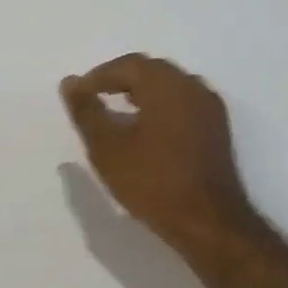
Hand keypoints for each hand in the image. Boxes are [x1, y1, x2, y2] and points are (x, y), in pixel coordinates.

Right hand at [60, 55, 257, 251]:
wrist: (208, 222)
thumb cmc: (153, 182)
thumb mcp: (107, 147)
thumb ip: (86, 111)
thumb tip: (70, 83)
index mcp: (167, 84)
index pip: (128, 65)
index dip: (99, 76)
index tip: (78, 94)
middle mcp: (192, 86)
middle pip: (151, 70)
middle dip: (120, 80)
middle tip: (95, 98)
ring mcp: (209, 107)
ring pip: (170, 85)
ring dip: (142, 92)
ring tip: (117, 113)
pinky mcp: (217, 129)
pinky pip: (183, 103)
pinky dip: (161, 106)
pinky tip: (146, 129)